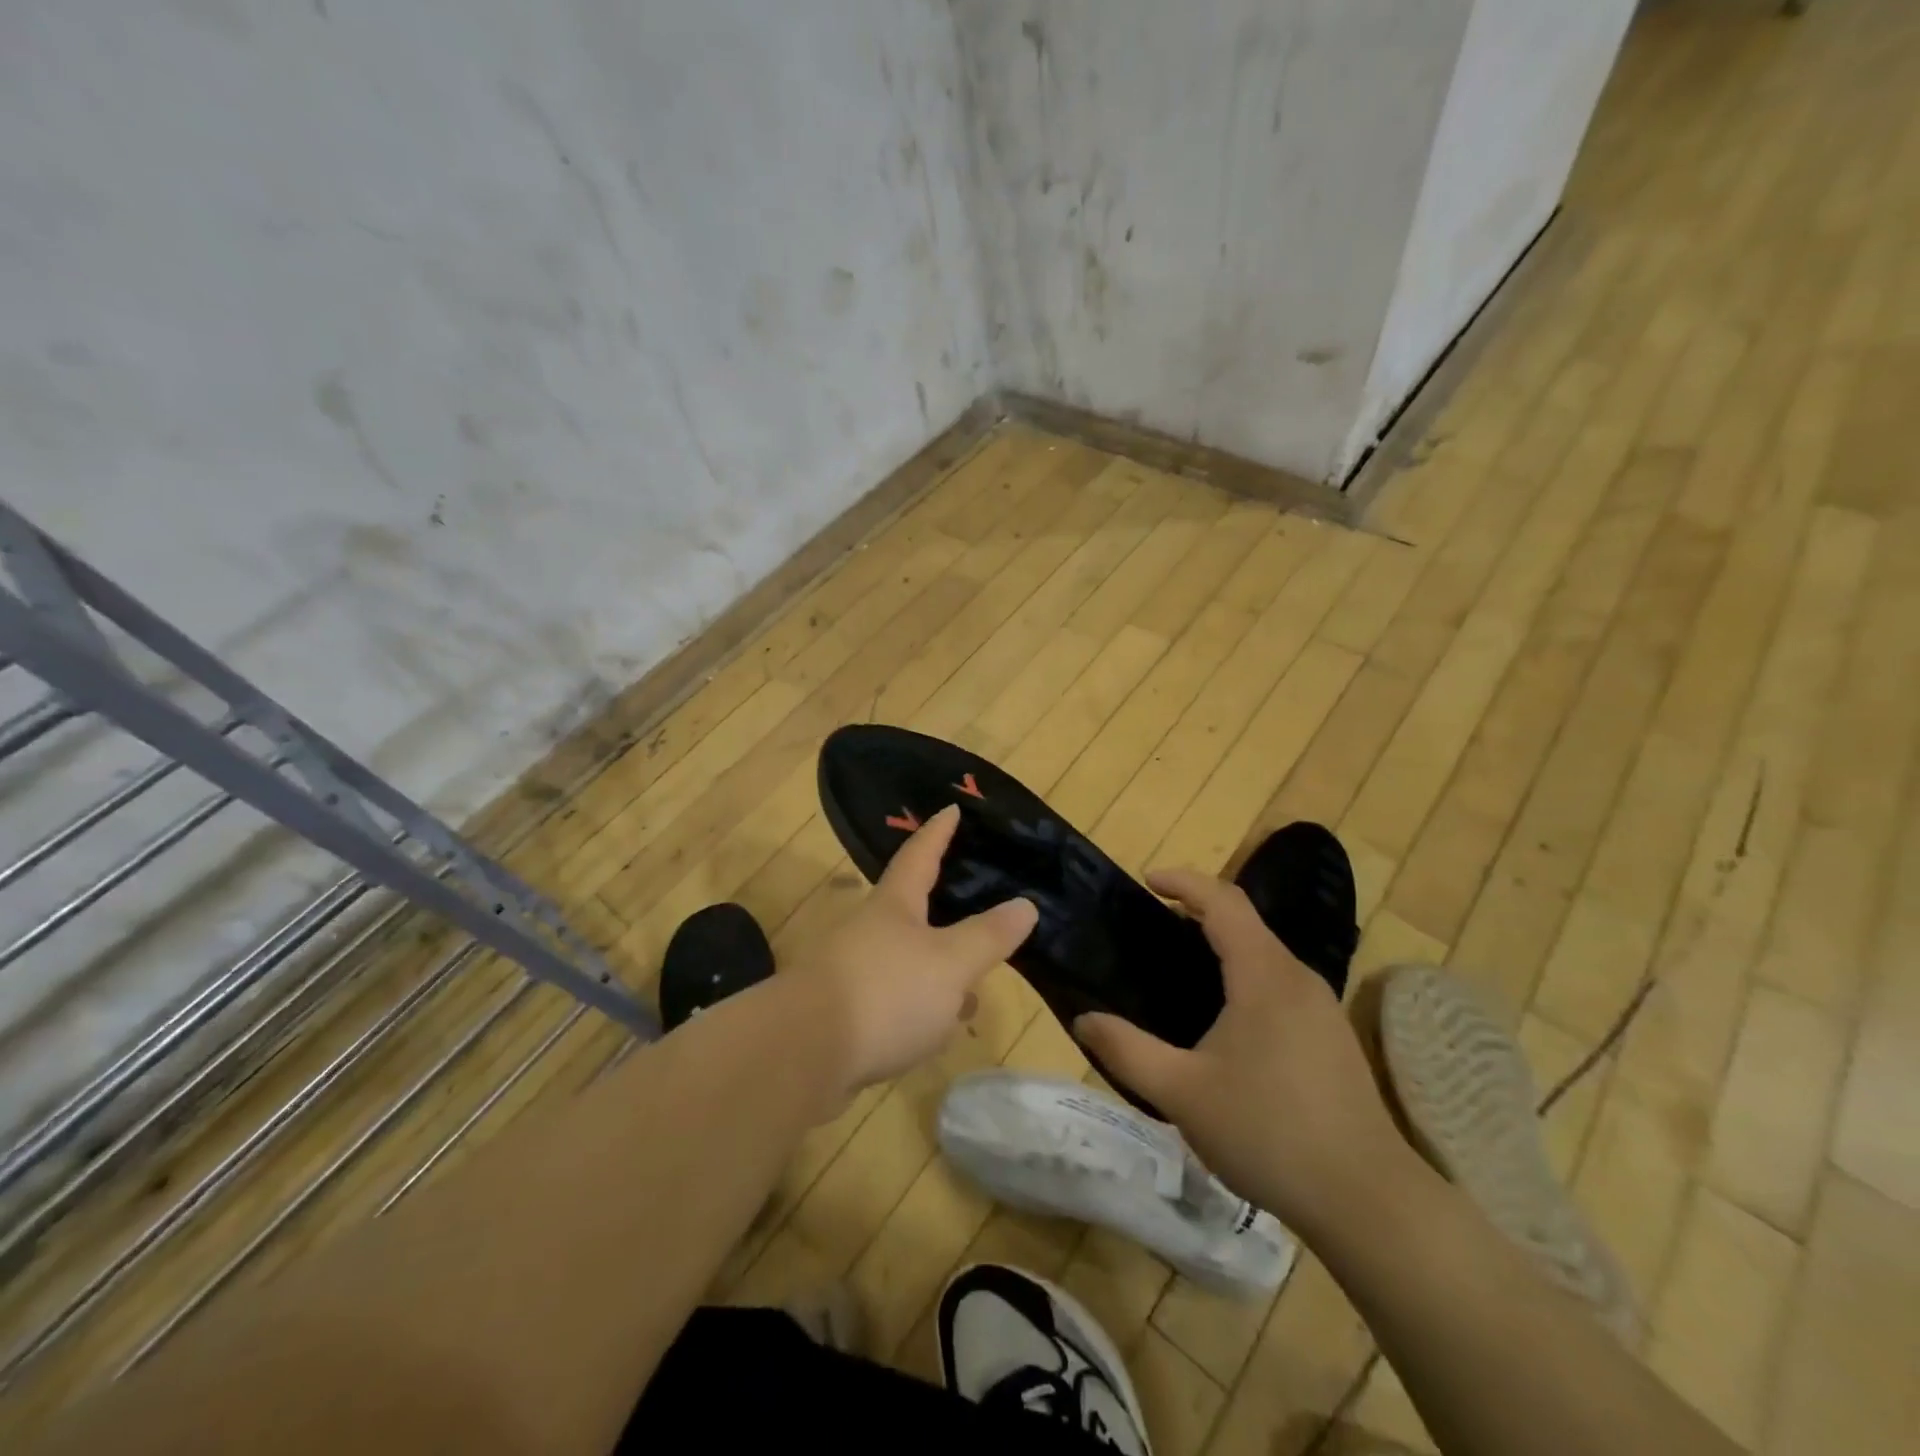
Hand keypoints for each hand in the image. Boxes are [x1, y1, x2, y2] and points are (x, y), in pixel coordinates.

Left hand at [795, 804, 1037, 1091]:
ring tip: (971, 992)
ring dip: (937, 971)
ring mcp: (852, 974)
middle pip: (910, 911)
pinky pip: (894, 1001)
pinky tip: (935, 1032)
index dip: (938, 832)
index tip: (951, 808)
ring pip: (906, 962)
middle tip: (977, 908)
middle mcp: (869, 931)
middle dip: (944, 913)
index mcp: (894, 906)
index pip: (920, 856)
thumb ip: (988, 936)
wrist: (802, 1056)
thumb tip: (1025, 904)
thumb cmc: (884, 992)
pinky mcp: (845, 1016)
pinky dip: (920, 1008)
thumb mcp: (950, 962)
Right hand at [1075, 869, 1407, 1238]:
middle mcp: (1297, 978)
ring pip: (1264, 953)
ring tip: (1179, 968)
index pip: (1222, 902)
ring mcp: (1322, 1007)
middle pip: (1245, 921)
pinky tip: (1224, 1018)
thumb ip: (1127, 1050)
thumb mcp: (1182, 1093)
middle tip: (1152, 925)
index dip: (1183, 882)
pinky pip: (1279, 982)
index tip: (1146, 881)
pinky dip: (1243, 973)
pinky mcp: (1332, 1036)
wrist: (1369, 1202)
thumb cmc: (1269, 1133)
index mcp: (1264, 975)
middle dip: (1197, 910)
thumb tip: (1083, 1020)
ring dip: (1222, 944)